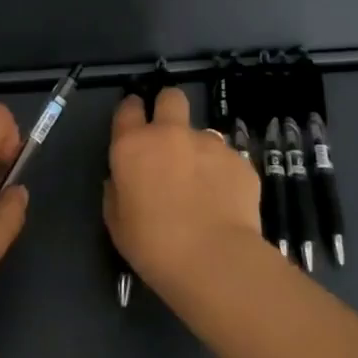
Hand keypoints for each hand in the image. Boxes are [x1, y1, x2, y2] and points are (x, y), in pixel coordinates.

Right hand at [105, 86, 265, 297]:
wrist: (214, 260)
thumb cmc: (154, 246)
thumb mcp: (117, 223)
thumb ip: (118, 191)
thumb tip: (124, 179)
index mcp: (134, 146)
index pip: (128, 108)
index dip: (132, 111)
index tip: (135, 124)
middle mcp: (171, 134)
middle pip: (171, 97)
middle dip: (169, 108)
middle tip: (170, 137)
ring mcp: (209, 144)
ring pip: (203, 133)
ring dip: (199, 151)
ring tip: (204, 187)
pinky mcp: (240, 160)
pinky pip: (227, 160)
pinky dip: (224, 175)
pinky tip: (225, 203)